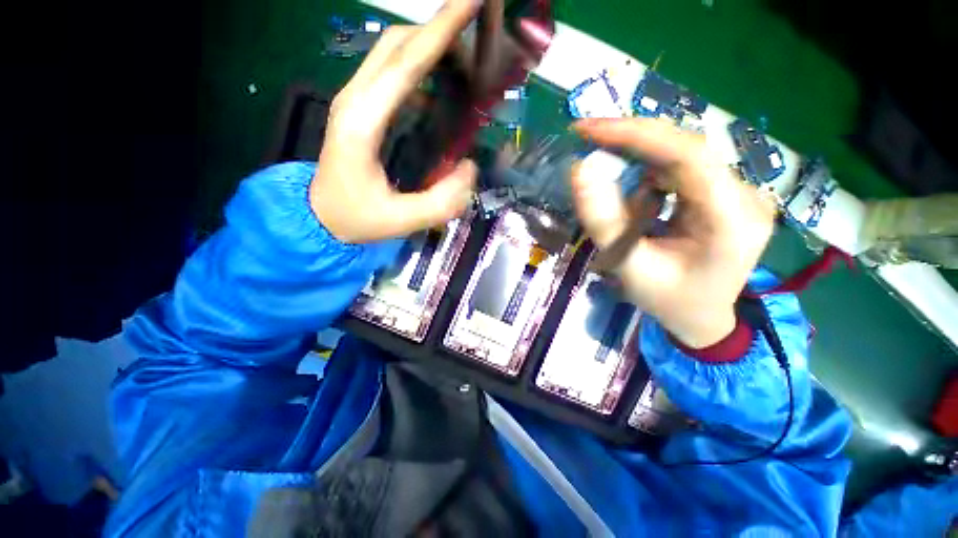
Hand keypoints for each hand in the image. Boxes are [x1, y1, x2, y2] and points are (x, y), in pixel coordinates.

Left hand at [310, 0, 479, 243]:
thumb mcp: (401, 220)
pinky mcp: (362, 107)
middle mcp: (355, 99)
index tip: (474, 0)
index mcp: (362, 123)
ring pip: (393, 51)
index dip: (441, 31)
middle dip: (440, 27)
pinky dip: (421, 63)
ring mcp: (355, 99)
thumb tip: (470, 168)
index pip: (405, 65)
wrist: (320, 216)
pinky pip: (392, 71)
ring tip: (467, 55)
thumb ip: (441, 202)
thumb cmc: (357, 219)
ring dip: (430, 42)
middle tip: (479, 25)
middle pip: (398, 44)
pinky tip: (443, 79)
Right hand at [571, 118, 775, 348]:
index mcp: (731, 220)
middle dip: (631, 139)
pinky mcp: (724, 193)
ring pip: (681, 155)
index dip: (635, 135)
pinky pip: (682, 170)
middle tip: (587, 136)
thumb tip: (580, 171)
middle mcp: (744, 196)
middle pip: (685, 147)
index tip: (588, 129)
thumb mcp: (629, 267)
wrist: (702, 318)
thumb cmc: (667, 301)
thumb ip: (604, 222)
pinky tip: (640, 206)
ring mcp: (738, 192)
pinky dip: (649, 176)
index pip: (686, 155)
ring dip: (638, 162)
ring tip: (618, 194)